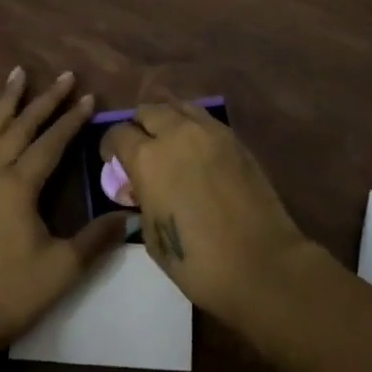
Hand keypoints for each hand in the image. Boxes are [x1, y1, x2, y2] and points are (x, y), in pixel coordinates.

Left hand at [0, 67, 128, 357]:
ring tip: (18, 72)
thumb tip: (131, 217)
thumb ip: (97, 238)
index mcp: (18, 187)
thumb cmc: (12, 295)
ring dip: (5, 100)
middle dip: (45, 101)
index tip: (89, 97)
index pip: (51, 143)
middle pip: (21, 127)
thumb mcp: (62, 269)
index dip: (72, 120)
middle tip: (64, 76)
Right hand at [100, 103, 313, 321]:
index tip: (112, 161)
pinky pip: (205, 120)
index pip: (118, 133)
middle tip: (141, 150)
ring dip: (167, 121)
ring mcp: (209, 131)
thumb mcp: (152, 235)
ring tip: (170, 144)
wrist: (261, 264)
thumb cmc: (197, 262)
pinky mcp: (235, 138)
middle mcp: (176, 133)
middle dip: (138, 127)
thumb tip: (139, 186)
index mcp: (147, 158)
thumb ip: (141, 199)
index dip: (110, 147)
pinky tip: (196, 151)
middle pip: (148, 111)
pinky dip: (193, 127)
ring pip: (178, 107)